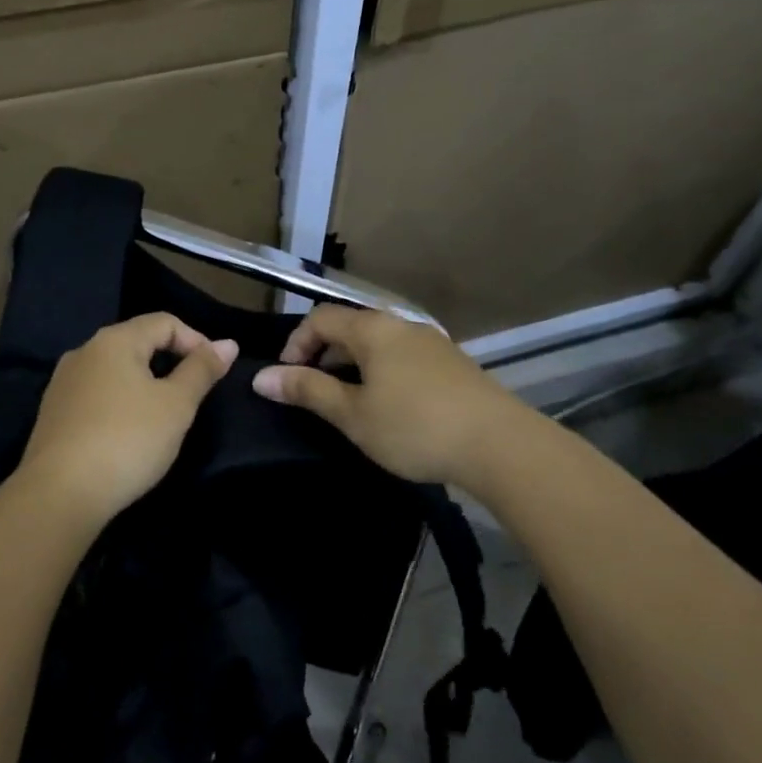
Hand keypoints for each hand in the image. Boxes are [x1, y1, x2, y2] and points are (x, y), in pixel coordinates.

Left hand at [17, 312, 237, 528]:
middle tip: (193, 395)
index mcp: (114, 341)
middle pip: (137, 342)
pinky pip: (96, 395)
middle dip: (170, 361)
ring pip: (115, 370)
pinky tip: (128, 432)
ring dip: (144, 384)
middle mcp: (83, 352)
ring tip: (164, 415)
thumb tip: (228, 343)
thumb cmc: (128, 440)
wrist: (60, 493)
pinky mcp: (53, 413)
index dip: (197, 340)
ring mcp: (63, 383)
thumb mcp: (176, 405)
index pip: (164, 322)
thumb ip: (202, 370)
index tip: (215, 372)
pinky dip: (120, 403)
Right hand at [252, 305, 517, 485]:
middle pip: (351, 326)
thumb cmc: (414, 427)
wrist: (500, 444)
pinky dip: (381, 370)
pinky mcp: (452, 363)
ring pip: (379, 342)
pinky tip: (388, 404)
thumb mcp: (353, 414)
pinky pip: (402, 355)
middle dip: (323, 353)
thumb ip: (307, 391)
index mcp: (374, 328)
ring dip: (353, 363)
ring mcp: (431, 341)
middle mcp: (402, 324)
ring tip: (347, 400)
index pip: (321, 318)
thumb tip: (261, 377)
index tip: (287, 378)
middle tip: (313, 391)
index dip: (296, 343)